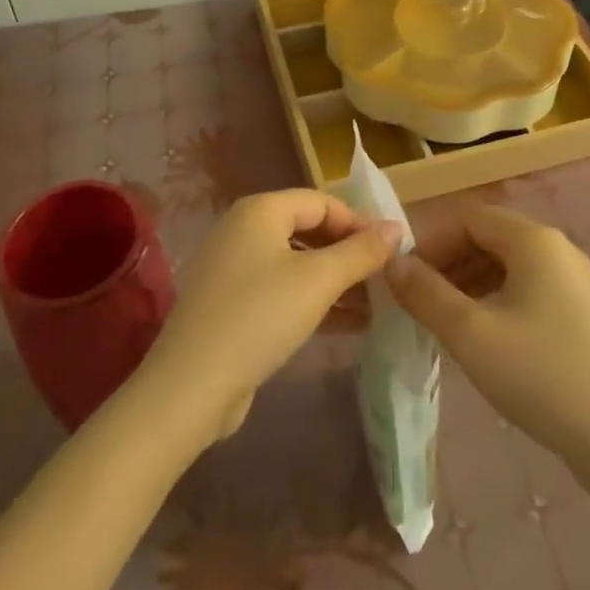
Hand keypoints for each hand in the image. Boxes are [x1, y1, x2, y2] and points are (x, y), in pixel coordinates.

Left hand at [140, 189, 400, 443]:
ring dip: (336, 279)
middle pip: (309, 229)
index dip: (359, 222)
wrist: (191, 388)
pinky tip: (348, 323)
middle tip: (385, 277)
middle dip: (349, 252)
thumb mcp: (318, 281)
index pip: (322, 201)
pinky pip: (283, 289)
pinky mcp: (233, 304)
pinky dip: (314, 299)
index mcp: (260, 210)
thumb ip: (361, 252)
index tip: (393, 250)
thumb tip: (397, 227)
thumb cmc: (260, 317)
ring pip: (298, 262)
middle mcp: (244, 229)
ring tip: (375, 303)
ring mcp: (235, 268)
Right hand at [386, 205, 589, 468]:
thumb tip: (393, 264)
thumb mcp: (470, 334)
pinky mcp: (583, 312)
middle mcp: (558, 248)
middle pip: (489, 237)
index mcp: (533, 240)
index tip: (404, 279)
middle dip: (448, 264)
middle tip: (419, 303)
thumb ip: (426, 293)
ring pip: (508, 265)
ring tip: (443, 323)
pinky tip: (483, 339)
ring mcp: (576, 280)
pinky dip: (497, 301)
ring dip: (470, 283)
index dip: (431, 242)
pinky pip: (528, 289)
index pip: (468, 218)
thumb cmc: (541, 377)